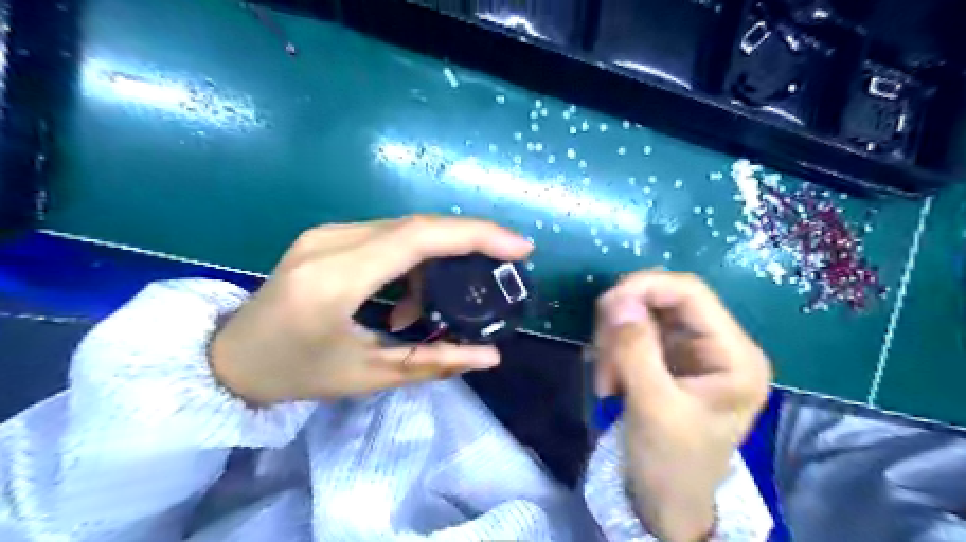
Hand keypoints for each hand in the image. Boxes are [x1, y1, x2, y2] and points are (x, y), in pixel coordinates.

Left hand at [209, 215, 534, 405]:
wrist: (230, 358)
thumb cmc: (296, 374)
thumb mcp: (368, 376)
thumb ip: (434, 362)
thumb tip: (490, 355)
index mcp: (335, 279)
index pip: (418, 238)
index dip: (475, 235)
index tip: (519, 247)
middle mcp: (330, 242)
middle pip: (417, 226)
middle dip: (470, 241)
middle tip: (502, 267)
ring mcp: (326, 233)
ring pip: (405, 229)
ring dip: (438, 259)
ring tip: (437, 306)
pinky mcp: (327, 236)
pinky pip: (387, 237)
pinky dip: (414, 261)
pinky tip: (408, 298)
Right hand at [597, 270, 771, 540]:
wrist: (665, 503)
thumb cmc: (671, 464)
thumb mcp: (654, 408)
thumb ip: (636, 350)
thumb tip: (617, 300)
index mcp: (735, 355)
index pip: (690, 292)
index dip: (644, 288)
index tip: (604, 308)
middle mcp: (718, 344)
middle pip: (662, 299)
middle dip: (624, 322)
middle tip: (603, 358)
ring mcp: (691, 349)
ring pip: (642, 314)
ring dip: (615, 340)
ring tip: (608, 381)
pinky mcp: (669, 357)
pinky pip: (633, 333)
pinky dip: (614, 349)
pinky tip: (611, 380)